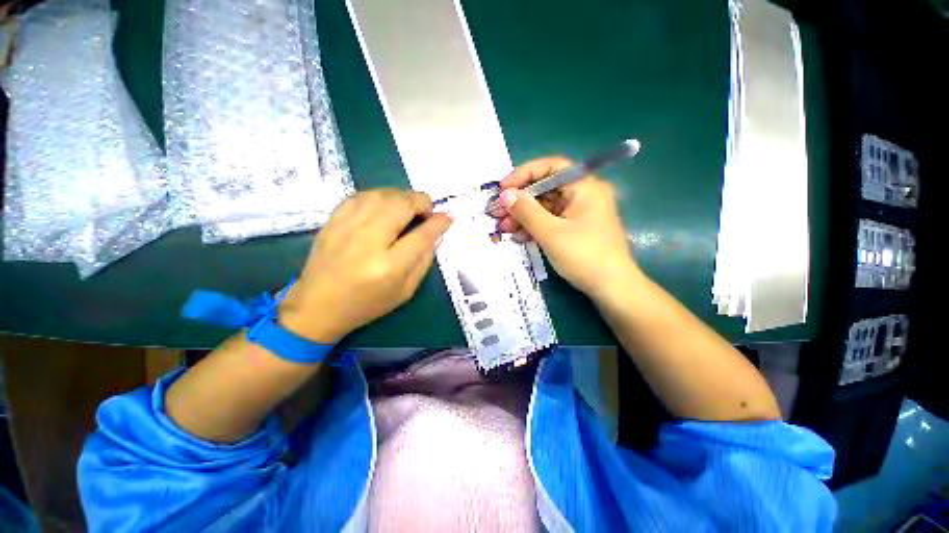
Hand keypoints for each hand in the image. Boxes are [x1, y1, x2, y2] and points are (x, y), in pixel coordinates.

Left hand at [279, 189, 452, 342]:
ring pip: (383, 194)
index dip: (438, 222)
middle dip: (421, 202)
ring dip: (402, 196)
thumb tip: (435, 233)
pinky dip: (380, 196)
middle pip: (401, 205)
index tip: (447, 217)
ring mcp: (347, 227)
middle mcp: (368, 241)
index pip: (422, 234)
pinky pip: (362, 195)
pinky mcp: (333, 220)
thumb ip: (424, 260)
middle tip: (426, 212)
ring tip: (408, 208)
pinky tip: (385, 206)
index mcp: (389, 266)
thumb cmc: (367, 303)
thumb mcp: (406, 291)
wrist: (317, 306)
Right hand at [493, 157, 639, 299]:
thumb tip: (505, 194)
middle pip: (545, 188)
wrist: (611, 288)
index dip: (524, 174)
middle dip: (520, 200)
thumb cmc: (584, 256)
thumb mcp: (551, 233)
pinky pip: (550, 221)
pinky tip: (518, 236)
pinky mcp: (574, 229)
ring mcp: (578, 213)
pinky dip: (533, 227)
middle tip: (497, 212)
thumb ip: (527, 211)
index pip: (551, 167)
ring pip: (545, 207)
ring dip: (523, 216)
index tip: (503, 188)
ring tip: (503, 227)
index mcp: (584, 187)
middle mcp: (582, 195)